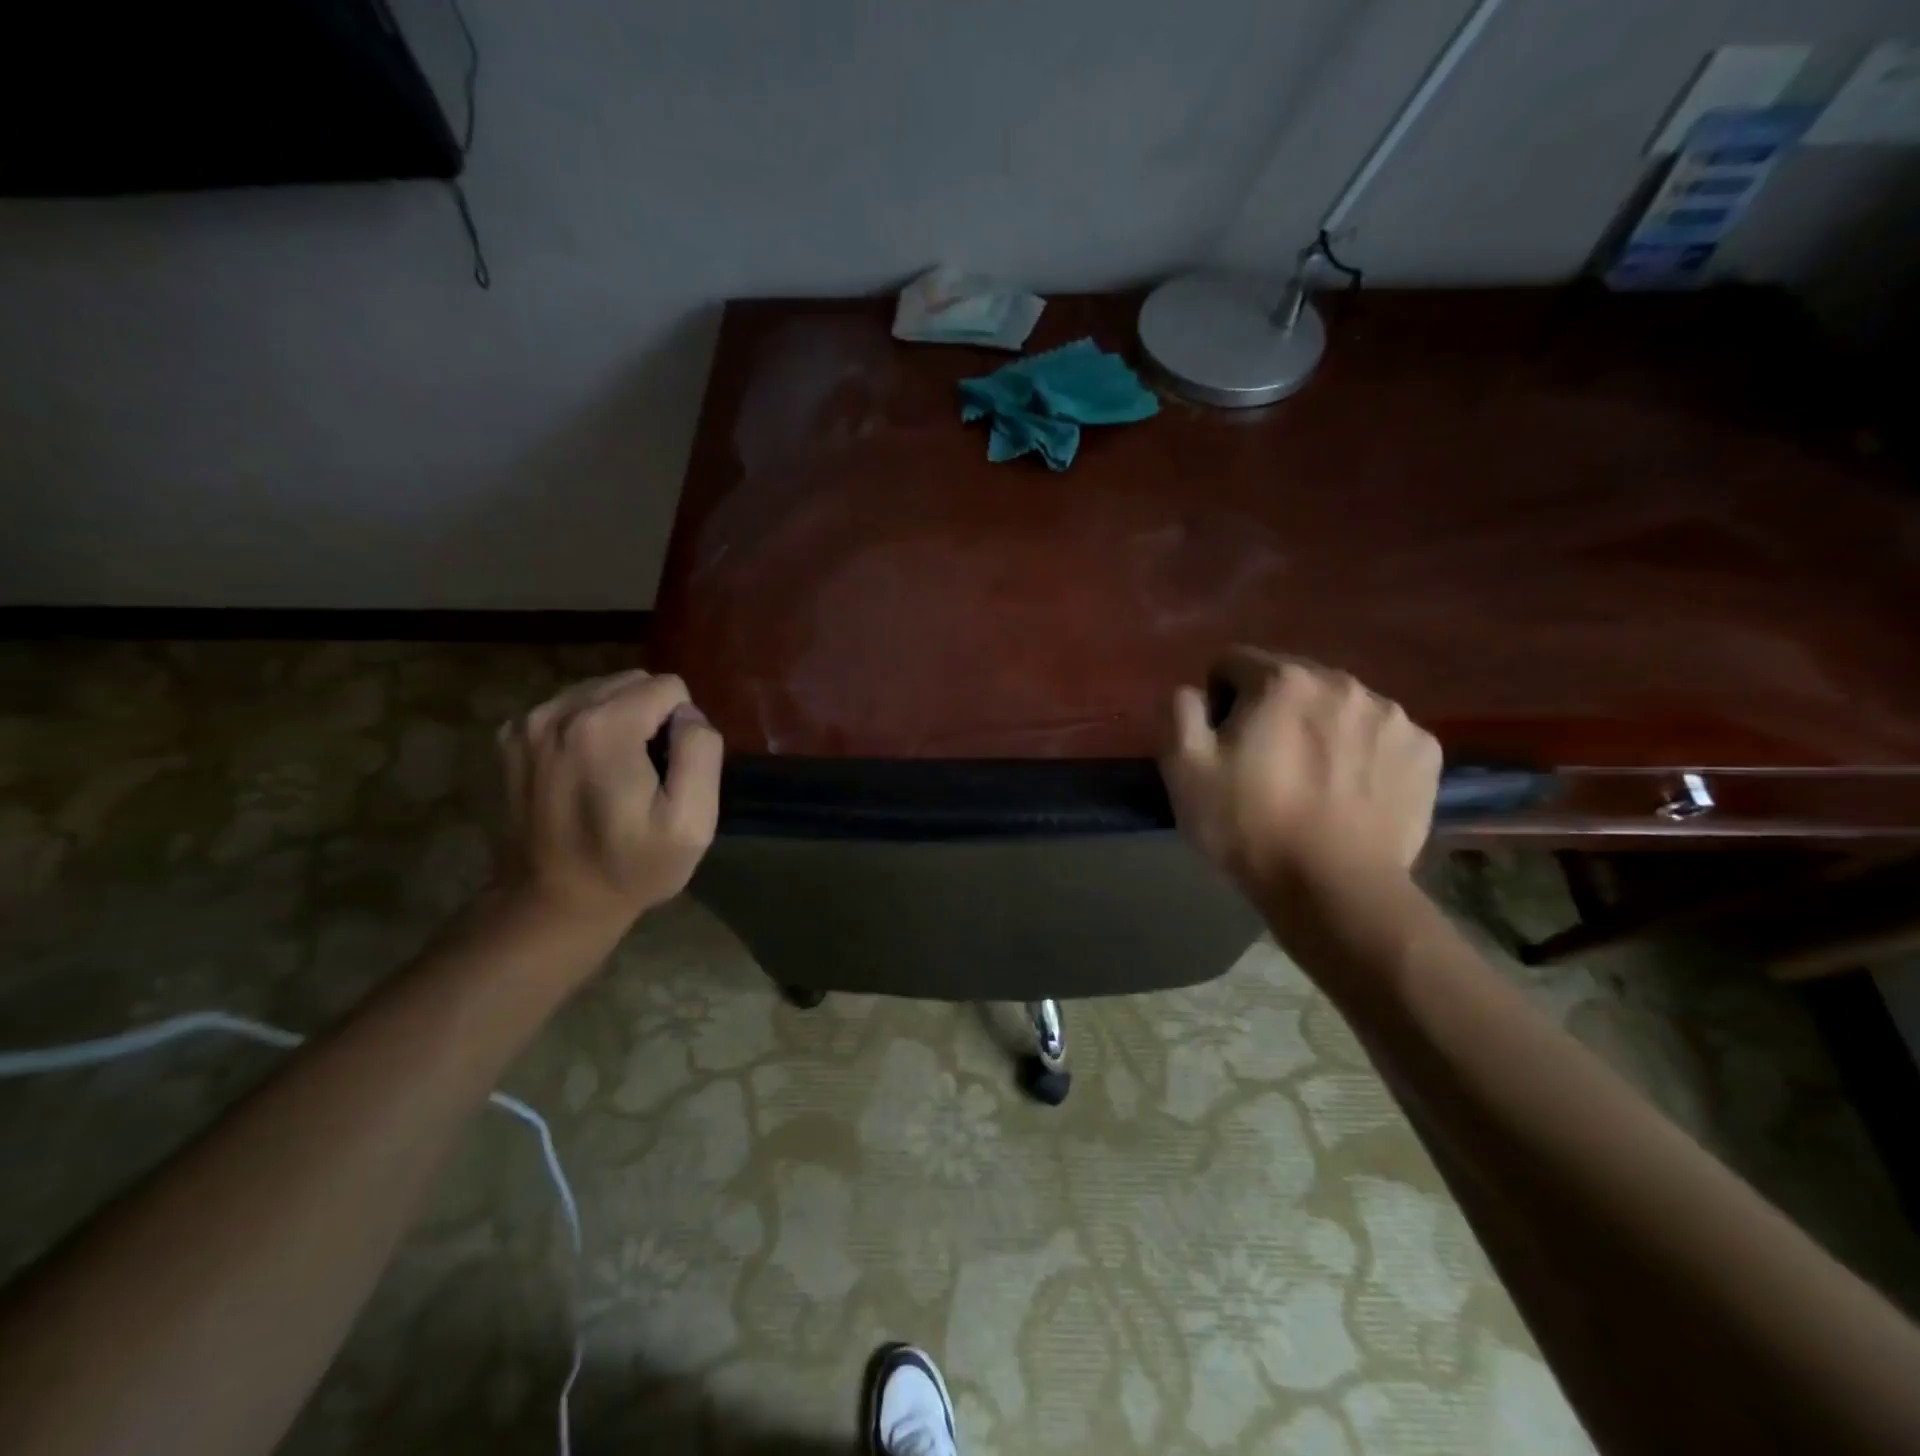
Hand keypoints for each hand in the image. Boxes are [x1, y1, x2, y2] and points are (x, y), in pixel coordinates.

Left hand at [495, 670, 723, 927]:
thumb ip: (701, 751)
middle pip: (632, 682)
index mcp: (605, 727)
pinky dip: (586, 730)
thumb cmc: (632, 866)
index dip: (682, 727)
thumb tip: (688, 714)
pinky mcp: (511, 738)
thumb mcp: (692, 821)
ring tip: (616, 773)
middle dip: (650, 717)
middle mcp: (559, 711)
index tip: (669, 772)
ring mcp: (527, 723)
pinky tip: (585, 772)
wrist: (552, 903)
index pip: (669, 687)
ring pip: (600, 691)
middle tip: (646, 773)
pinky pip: (569, 709)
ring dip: (619, 721)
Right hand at [1159, 649, 1439, 903]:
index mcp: (1282, 680)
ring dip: (1318, 728)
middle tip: (1264, 765)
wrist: (1335, 889)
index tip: (1222, 745)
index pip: (1231, 663)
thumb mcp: (1184, 768)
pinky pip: (1379, 736)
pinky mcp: (1424, 751)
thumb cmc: (1249, 825)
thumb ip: (1180, 710)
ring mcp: (1392, 716)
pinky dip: (1362, 753)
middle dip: (1271, 710)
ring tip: (1311, 782)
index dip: (1217, 701)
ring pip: (1337, 706)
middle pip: (1289, 680)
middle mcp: (1342, 682)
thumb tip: (1194, 692)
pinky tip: (1351, 793)